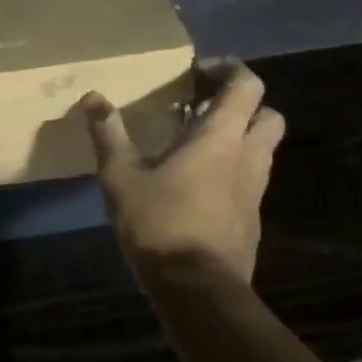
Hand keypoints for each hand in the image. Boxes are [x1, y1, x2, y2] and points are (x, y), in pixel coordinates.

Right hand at [82, 60, 284, 285]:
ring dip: (240, 137)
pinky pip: (251, 181)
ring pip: (263, 150)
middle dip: (244, 104)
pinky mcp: (252, 221)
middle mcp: (248, 158)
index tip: (198, 72)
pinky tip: (198, 184)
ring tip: (196, 143)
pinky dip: (233, 170)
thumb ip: (109, 134)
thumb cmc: (160, 224)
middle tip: (205, 106)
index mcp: (220, 138)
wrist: (198, 292)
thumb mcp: (121, 177)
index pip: (247, 86)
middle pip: (268, 115)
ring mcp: (255, 192)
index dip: (230, 69)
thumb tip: (92, 97)